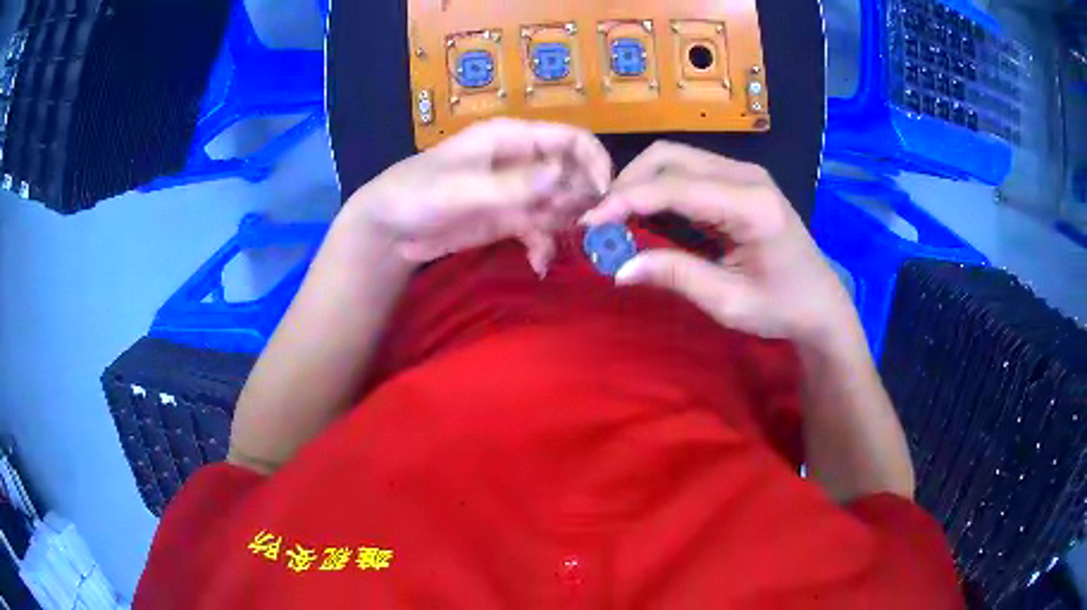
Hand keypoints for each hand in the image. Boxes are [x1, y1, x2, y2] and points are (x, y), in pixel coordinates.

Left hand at [337, 118, 611, 275]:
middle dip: (583, 201)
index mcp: (512, 138)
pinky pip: (541, 231)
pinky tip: (539, 265)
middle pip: (573, 174)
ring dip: (566, 226)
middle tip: (582, 231)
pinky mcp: (509, 220)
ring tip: (556, 246)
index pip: (572, 139)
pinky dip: (544, 247)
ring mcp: (517, 193)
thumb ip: (513, 185)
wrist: (389, 230)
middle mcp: (522, 161)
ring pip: (562, 204)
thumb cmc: (416, 194)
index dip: (594, 162)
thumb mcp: (463, 188)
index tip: (603, 196)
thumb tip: (564, 177)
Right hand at [582, 142, 858, 348]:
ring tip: (617, 219)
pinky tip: (644, 214)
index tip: (590, 223)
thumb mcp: (730, 302)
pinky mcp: (737, 181)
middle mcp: (746, 176)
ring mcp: (743, 174)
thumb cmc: (782, 307)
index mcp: (751, 205)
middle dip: (628, 183)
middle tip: (603, 222)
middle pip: (669, 157)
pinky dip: (658, 188)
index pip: (675, 187)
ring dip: (639, 183)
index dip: (626, 200)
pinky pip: (687, 171)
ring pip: (674, 158)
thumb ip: (677, 277)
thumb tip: (620, 268)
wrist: (820, 302)